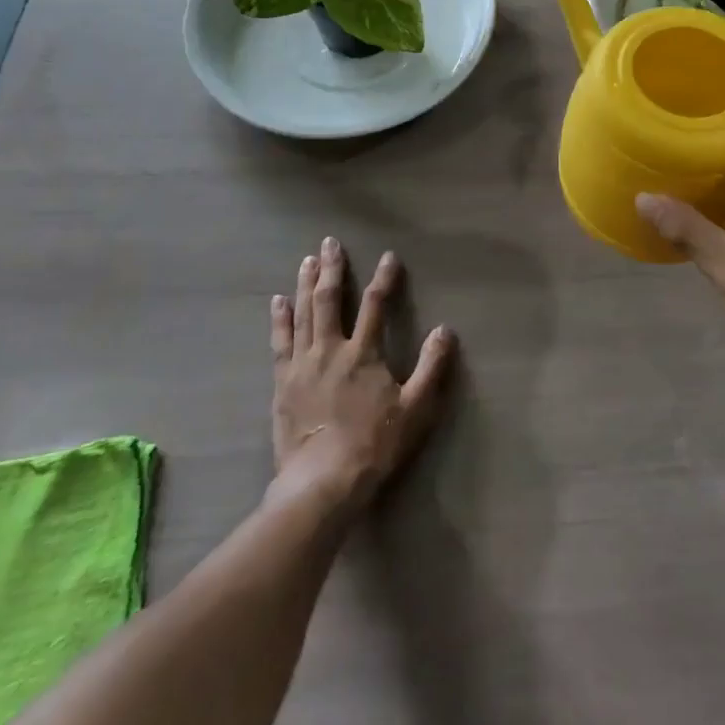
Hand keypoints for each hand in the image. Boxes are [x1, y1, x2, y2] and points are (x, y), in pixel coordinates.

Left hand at [268, 237, 454, 514]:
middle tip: (330, 243)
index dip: (384, 279)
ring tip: (307, 260)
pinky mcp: (282, 382)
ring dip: (306, 284)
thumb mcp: (415, 408)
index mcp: (363, 353)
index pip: (376, 304)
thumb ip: (432, 367)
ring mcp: (302, 364)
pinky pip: (280, 341)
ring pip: (303, 313)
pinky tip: (278, 301)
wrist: (322, 482)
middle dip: (332, 269)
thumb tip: (445, 330)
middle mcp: (330, 349)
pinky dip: (280, 318)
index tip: (388, 257)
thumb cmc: (374, 445)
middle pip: (330, 300)